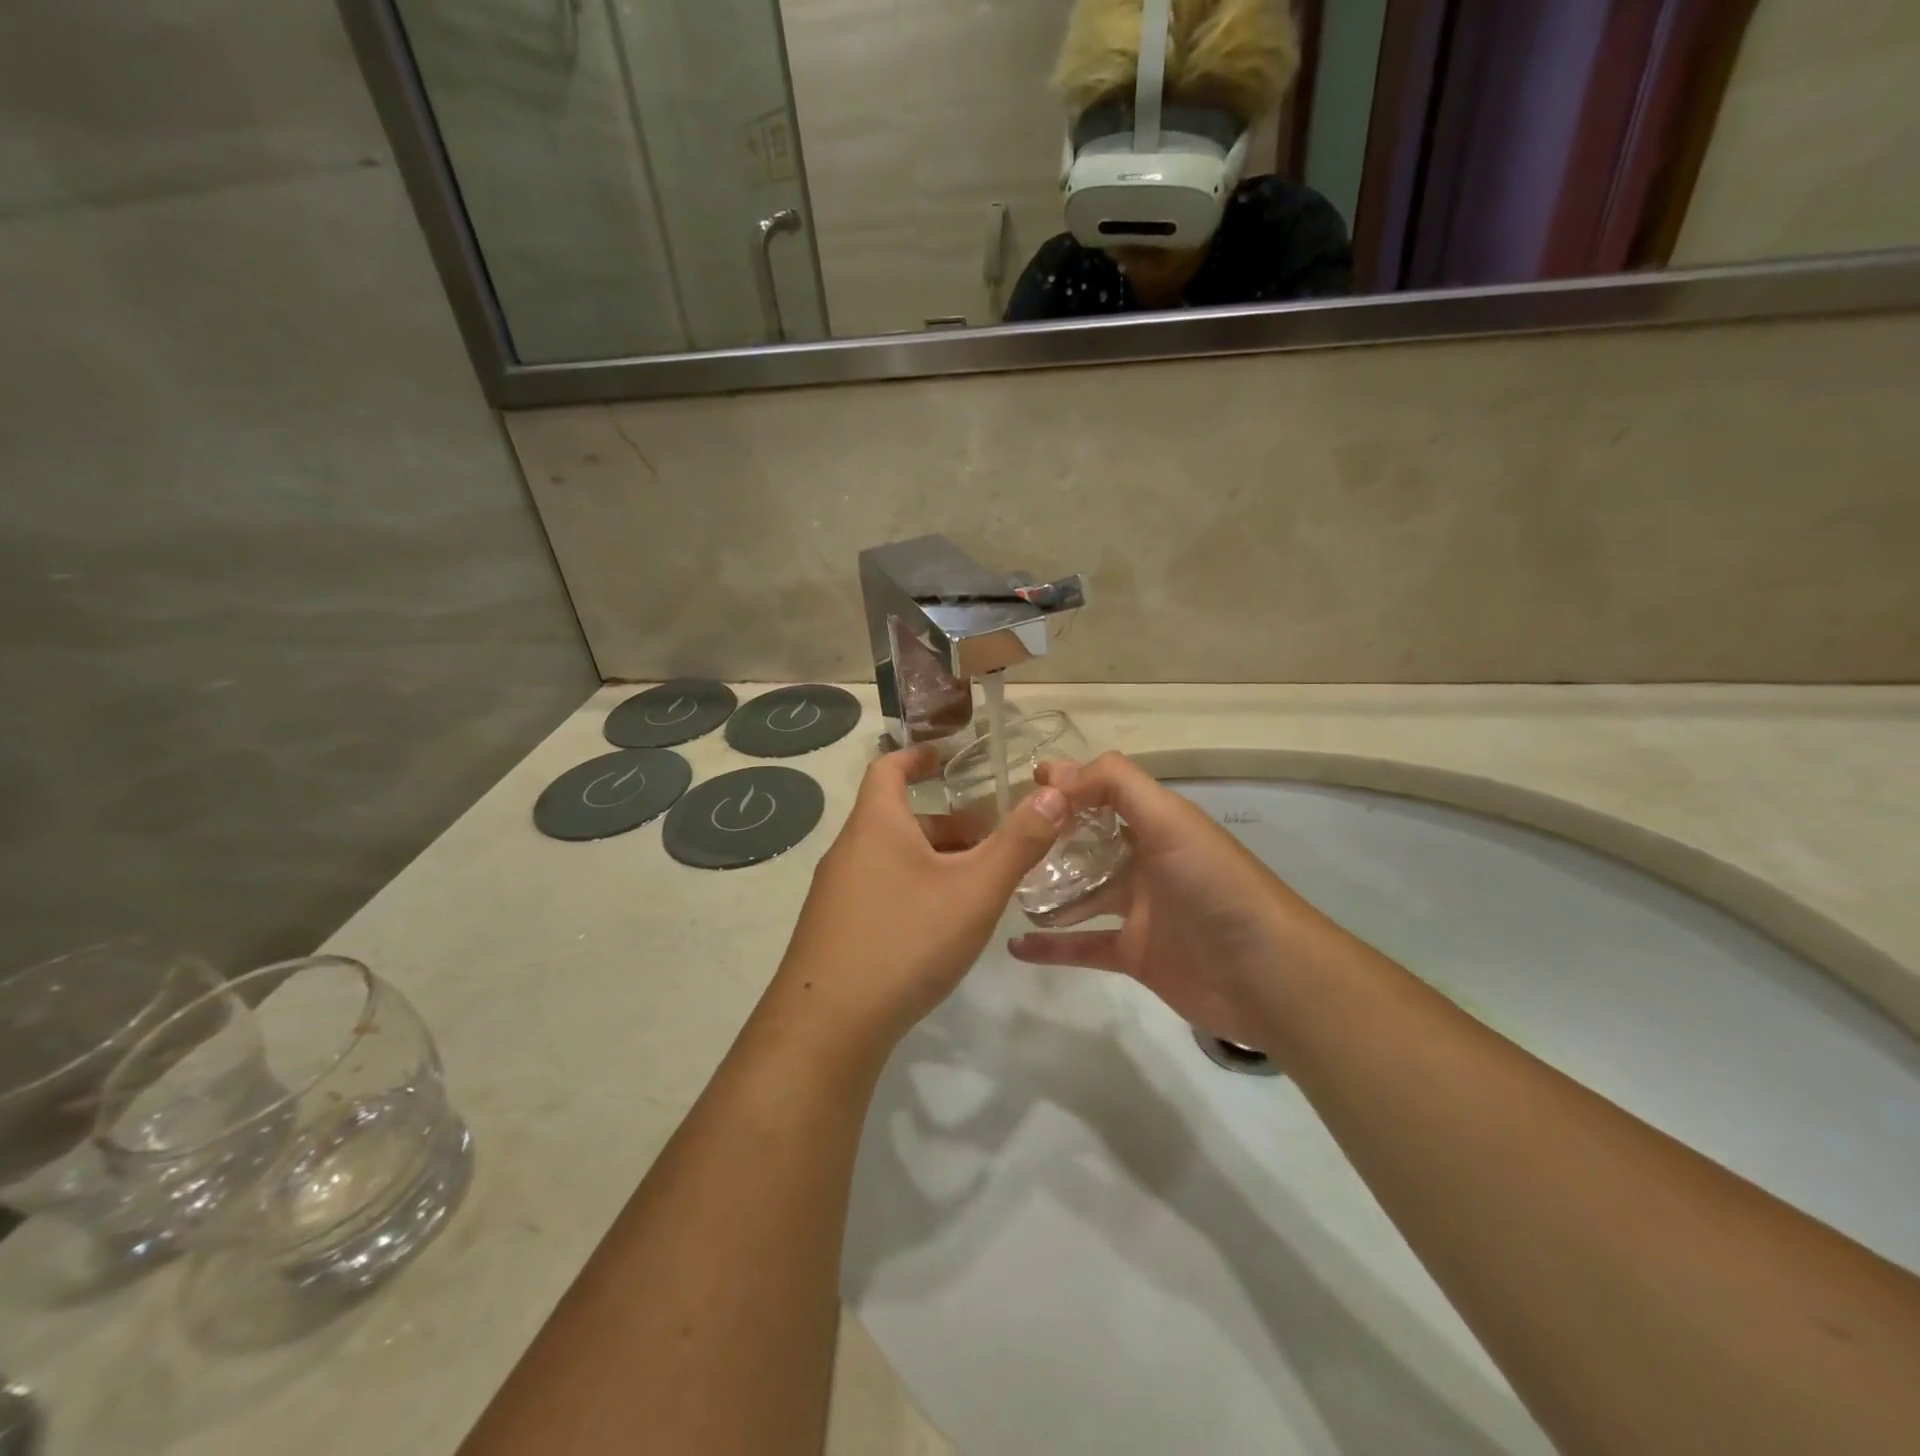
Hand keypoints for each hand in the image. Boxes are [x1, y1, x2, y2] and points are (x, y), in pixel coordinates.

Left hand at [764, 744, 1069, 1059]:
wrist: (827, 1026)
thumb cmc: (905, 940)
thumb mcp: (974, 890)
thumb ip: (1018, 843)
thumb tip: (1054, 793)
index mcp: (875, 825)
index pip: (888, 768)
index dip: (917, 756)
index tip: (946, 756)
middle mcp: (849, 850)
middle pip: (898, 819)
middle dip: (947, 823)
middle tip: (991, 838)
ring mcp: (836, 893)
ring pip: (891, 859)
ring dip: (933, 860)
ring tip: (977, 884)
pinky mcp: (834, 930)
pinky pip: (880, 890)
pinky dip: (914, 889)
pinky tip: (941, 925)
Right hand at [1008, 753, 1351, 1062]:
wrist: (1264, 973)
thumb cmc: (1213, 884)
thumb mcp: (1169, 819)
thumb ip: (1116, 785)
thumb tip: (1058, 777)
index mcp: (1157, 824)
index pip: (1105, 791)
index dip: (1069, 783)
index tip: (1024, 784)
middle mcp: (1146, 861)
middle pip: (1087, 842)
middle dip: (1048, 837)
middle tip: (1001, 838)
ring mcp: (1139, 910)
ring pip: (1081, 893)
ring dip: (1045, 890)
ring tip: (1002, 886)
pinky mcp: (1134, 954)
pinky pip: (1083, 946)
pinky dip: (1051, 948)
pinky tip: (1015, 946)